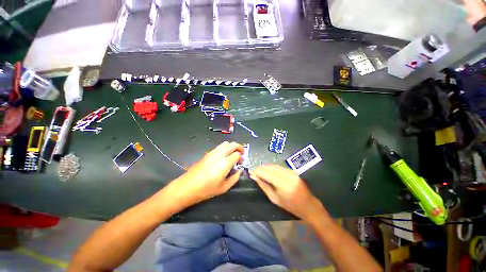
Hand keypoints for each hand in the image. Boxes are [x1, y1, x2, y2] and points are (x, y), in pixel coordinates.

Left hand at [165, 141, 242, 207]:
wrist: (187, 187)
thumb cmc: (206, 189)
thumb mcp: (224, 187)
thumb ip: (235, 178)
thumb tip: (240, 170)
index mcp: (225, 163)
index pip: (237, 154)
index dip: (241, 157)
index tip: (241, 162)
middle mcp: (219, 154)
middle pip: (232, 144)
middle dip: (239, 147)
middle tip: (241, 154)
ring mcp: (212, 153)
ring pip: (225, 143)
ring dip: (232, 146)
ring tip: (233, 154)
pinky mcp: (207, 153)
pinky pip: (219, 147)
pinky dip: (225, 148)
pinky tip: (224, 156)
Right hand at [250, 165, 324, 221]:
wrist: (309, 205)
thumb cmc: (290, 206)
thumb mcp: (274, 199)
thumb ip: (263, 186)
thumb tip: (254, 176)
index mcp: (283, 185)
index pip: (266, 173)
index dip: (257, 171)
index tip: (250, 173)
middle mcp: (287, 175)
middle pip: (270, 167)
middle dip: (260, 168)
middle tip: (254, 172)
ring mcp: (291, 172)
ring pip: (274, 165)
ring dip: (265, 167)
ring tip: (259, 172)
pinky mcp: (293, 170)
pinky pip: (279, 166)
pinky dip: (271, 168)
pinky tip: (268, 171)